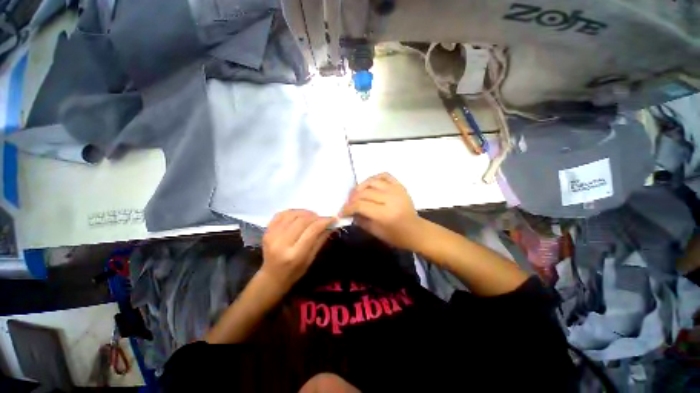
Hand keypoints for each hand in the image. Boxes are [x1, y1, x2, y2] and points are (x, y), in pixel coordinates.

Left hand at [261, 210, 334, 291]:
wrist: (272, 276)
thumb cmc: (295, 272)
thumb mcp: (311, 259)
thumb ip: (321, 240)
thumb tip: (331, 225)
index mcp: (295, 254)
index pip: (312, 230)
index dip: (324, 221)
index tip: (332, 218)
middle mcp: (282, 243)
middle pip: (302, 220)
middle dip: (315, 216)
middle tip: (322, 218)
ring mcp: (272, 236)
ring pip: (292, 215)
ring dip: (305, 212)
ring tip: (312, 216)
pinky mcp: (267, 231)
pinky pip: (281, 214)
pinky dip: (293, 212)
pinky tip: (299, 215)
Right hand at [340, 173, 424, 250]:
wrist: (416, 231)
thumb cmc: (396, 236)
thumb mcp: (376, 232)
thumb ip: (360, 220)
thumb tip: (349, 212)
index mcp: (385, 214)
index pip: (360, 205)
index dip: (347, 208)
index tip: (341, 212)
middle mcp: (390, 199)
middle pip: (364, 193)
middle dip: (352, 199)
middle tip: (347, 204)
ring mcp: (396, 190)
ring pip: (372, 182)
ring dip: (360, 187)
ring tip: (356, 194)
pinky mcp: (400, 186)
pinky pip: (384, 175)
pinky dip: (374, 178)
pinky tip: (369, 185)